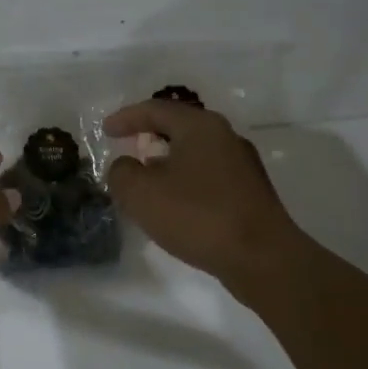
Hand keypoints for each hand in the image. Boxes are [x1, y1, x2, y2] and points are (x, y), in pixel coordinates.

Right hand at [102, 100, 298, 280]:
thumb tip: (126, 166)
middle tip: (128, 147)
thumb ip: (122, 172)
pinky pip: (208, 176)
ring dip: (167, 161)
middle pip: (180, 127)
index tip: (105, 130)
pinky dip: (185, 181)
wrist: (262, 258)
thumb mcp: (141, 193)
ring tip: (147, 179)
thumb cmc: (197, 216)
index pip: (156, 109)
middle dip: (150, 136)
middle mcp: (225, 137)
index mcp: (200, 127)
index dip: (127, 118)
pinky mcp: (250, 193)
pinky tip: (175, 204)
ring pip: (195, 153)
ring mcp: (243, 166)